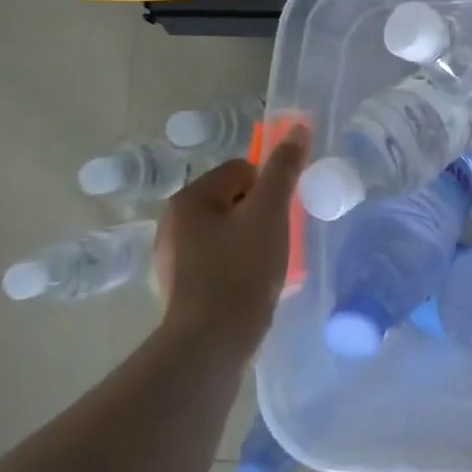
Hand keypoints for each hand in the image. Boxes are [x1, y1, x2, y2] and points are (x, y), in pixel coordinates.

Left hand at [151, 126, 309, 354]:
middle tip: (279, 240)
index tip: (281, 215)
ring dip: (253, 241)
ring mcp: (174, 258)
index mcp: (189, 199)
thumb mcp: (270, 212)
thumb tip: (297, 128)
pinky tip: (253, 285)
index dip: (270, 189)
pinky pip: (221, 261)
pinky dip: (239, 267)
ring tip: (269, 265)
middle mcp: (174, 223)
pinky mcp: (183, 288)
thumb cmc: (242, 269)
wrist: (212, 342)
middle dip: (262, 216)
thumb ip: (284, 169)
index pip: (242, 170)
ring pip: (230, 232)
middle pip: (235, 200)